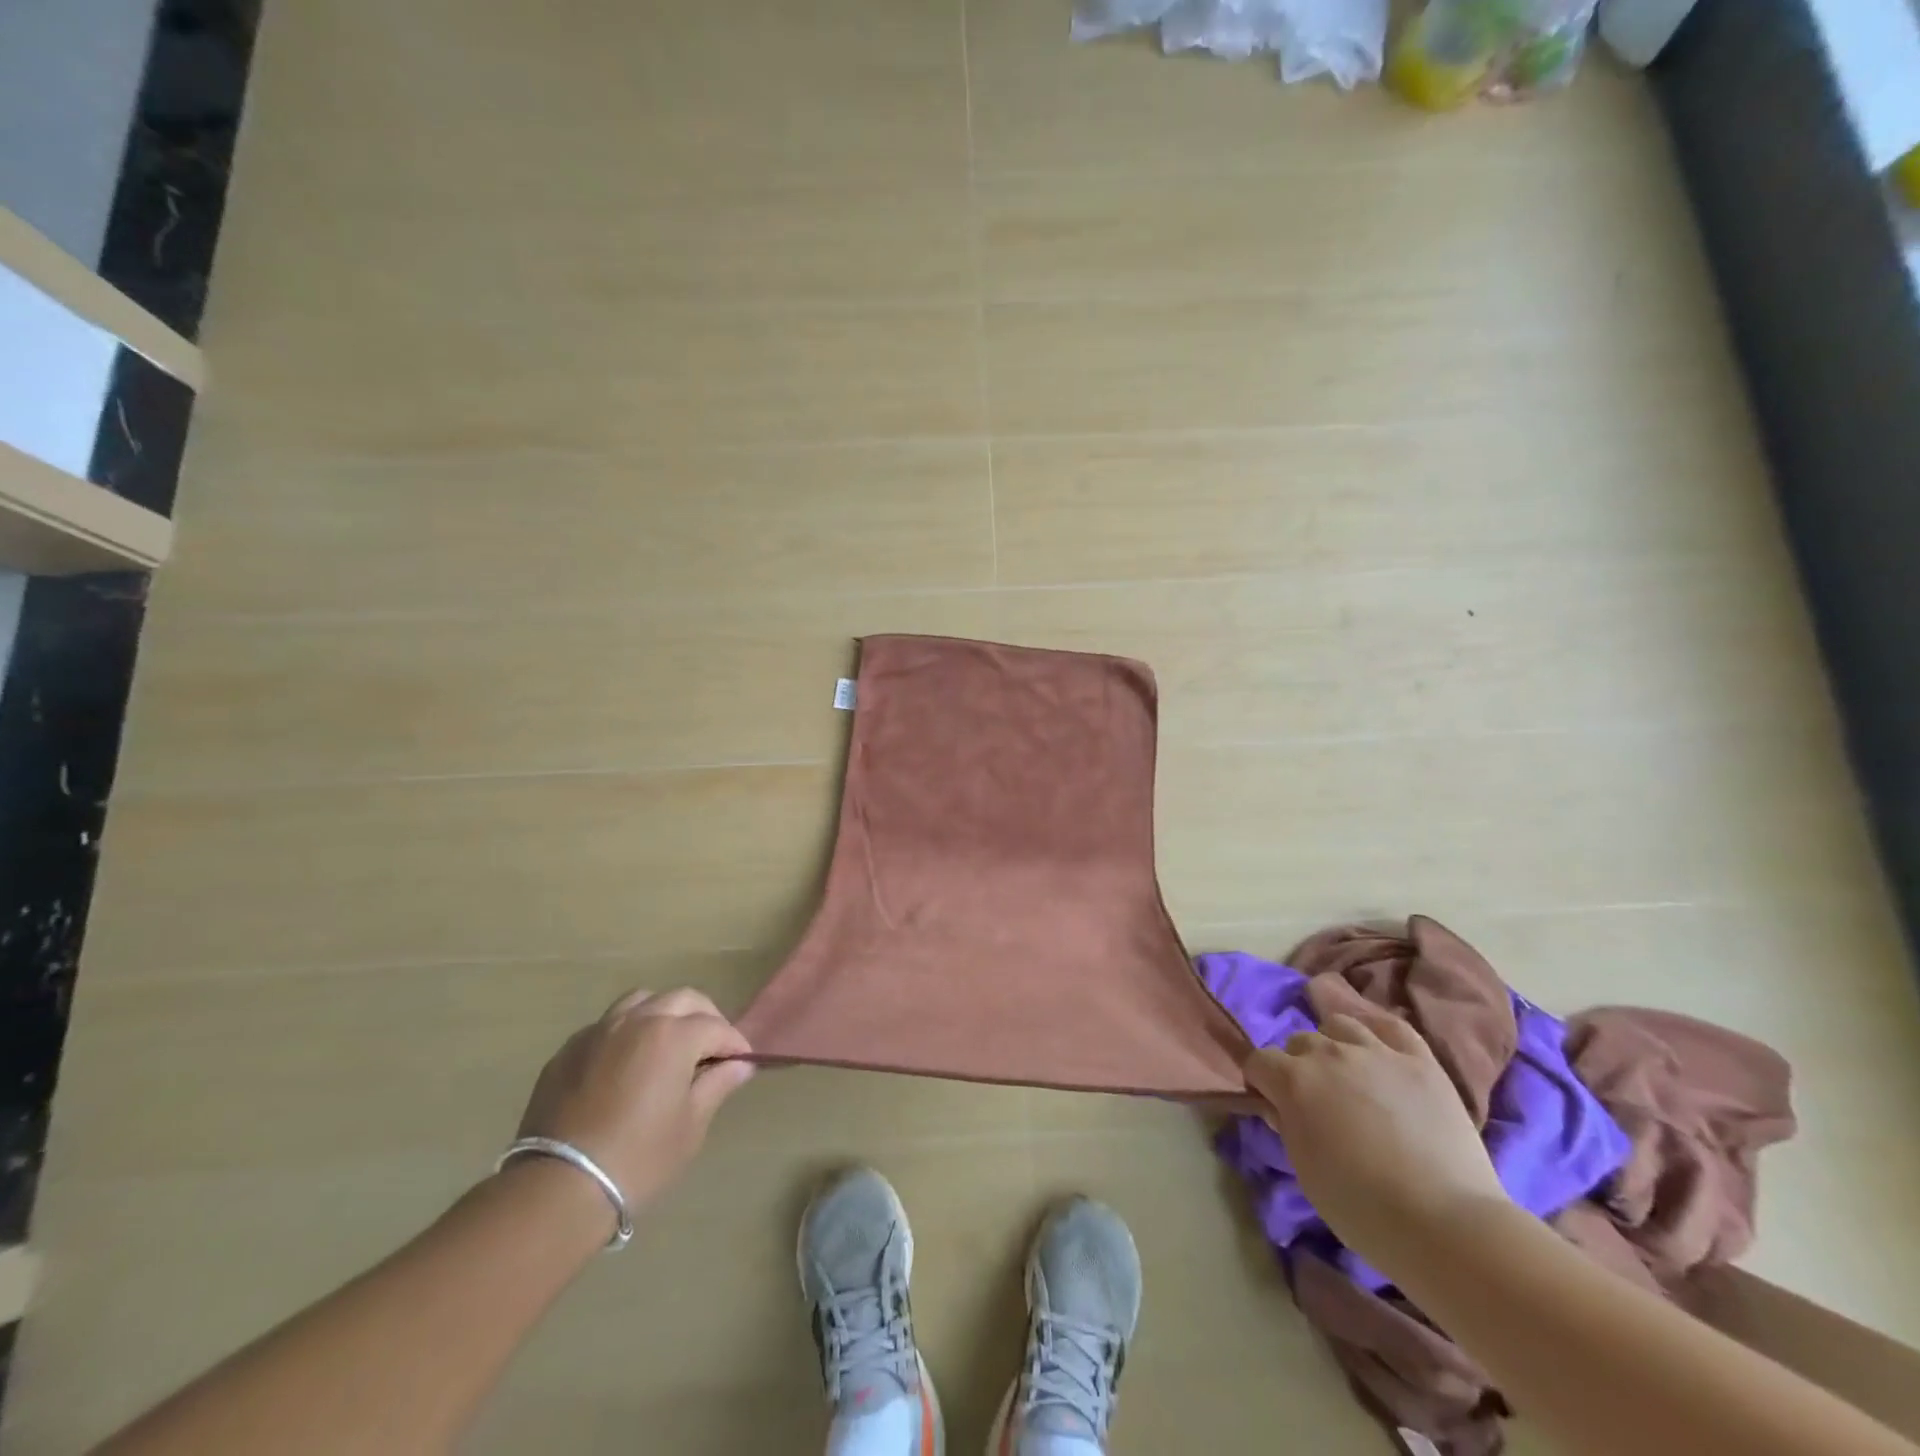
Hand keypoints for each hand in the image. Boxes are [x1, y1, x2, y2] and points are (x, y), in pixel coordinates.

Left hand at [516, 987, 754, 1211]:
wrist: (559, 1189)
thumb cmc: (639, 1158)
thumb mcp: (690, 1125)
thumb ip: (717, 1084)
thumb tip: (739, 1065)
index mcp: (673, 1035)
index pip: (716, 1027)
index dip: (734, 1043)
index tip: (742, 1062)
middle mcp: (637, 1020)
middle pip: (683, 999)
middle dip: (705, 1018)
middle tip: (712, 1048)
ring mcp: (598, 1031)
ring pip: (641, 1001)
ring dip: (664, 1014)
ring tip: (669, 1044)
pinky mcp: (568, 1051)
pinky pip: (607, 1025)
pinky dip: (627, 1033)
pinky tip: (627, 1064)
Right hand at [1242, 1009, 1508, 1267]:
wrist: (1445, 1223)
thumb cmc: (1361, 1208)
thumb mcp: (1304, 1170)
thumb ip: (1287, 1125)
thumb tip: (1281, 1105)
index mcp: (1293, 1080)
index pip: (1259, 1062)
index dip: (1261, 1083)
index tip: (1273, 1106)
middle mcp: (1328, 1054)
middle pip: (1299, 1041)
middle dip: (1298, 1065)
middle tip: (1315, 1100)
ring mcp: (1376, 1052)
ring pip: (1339, 1025)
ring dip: (1334, 1045)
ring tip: (1348, 1074)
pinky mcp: (1419, 1060)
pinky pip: (1391, 1026)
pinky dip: (1378, 1033)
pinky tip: (1379, 1051)